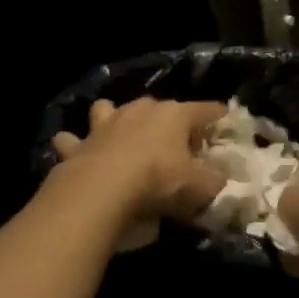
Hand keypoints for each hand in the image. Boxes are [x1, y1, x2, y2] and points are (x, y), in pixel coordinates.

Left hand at [50, 97, 228, 231]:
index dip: (218, 115)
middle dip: (168, 119)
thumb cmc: (158, 182)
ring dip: (113, 117)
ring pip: (108, 109)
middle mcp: (139, 110)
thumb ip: (216, 178)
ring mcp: (105, 124)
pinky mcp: (79, 144)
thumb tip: (220, 174)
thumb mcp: (201, 187)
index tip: (226, 119)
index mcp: (174, 115)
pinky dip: (74, 144)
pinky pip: (72, 139)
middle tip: (177, 141)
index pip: (205, 110)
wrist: (101, 190)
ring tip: (120, 133)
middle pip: (159, 107)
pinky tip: (77, 150)